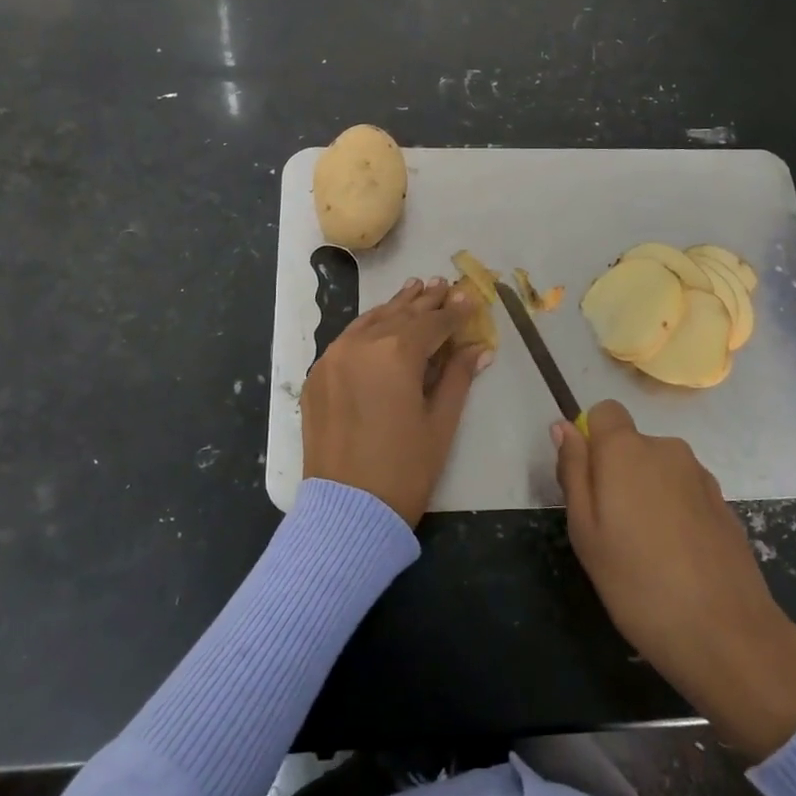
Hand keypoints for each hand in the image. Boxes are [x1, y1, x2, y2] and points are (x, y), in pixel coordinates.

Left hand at [302, 278, 491, 526]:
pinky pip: (347, 340)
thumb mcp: (440, 422)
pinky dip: (368, 327)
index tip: (470, 297)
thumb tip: (478, 348)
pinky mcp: (317, 376)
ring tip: (414, 289)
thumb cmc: (405, 469)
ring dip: (395, 307)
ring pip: (370, 321)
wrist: (347, 511)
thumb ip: (457, 376)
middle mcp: (360, 345)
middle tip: (443, 285)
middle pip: (400, 315)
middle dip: (425, 301)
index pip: (432, 323)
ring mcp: (332, 358)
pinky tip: (380, 322)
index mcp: (395, 354)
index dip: (454, 312)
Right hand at [554, 401, 795, 759]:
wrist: (726, 633)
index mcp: (627, 449)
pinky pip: (684, 493)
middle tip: (611, 530)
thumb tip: (563, 427)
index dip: (591, 440)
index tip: (589, 485)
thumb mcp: (585, 531)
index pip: (604, 412)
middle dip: (618, 473)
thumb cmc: (637, 582)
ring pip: (659, 470)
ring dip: (648, 494)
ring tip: (647, 551)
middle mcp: (667, 449)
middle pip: (632, 444)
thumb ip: (573, 471)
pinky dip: (675, 513)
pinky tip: (677, 558)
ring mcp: (701, 475)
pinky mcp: (724, 503)